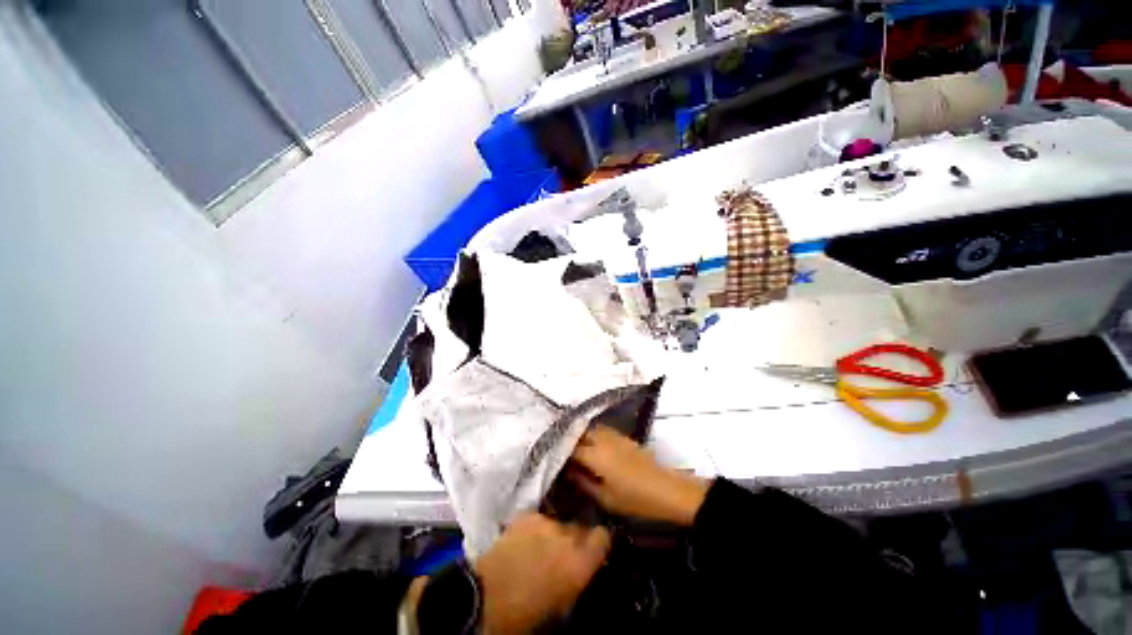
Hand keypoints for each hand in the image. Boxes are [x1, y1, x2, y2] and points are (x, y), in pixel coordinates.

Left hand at [473, 513, 610, 633]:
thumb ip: (577, 578)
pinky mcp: (527, 515)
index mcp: (579, 562)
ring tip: (541, 546)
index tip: (594, 548)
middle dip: (576, 538)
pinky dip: (536, 528)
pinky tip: (525, 540)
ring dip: (555, 533)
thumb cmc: (526, 612)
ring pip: (559, 522)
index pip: (603, 537)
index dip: (599, 542)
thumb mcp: (562, 603)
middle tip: (563, 553)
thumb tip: (583, 567)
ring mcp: (546, 522)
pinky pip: (540, 519)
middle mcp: (567, 536)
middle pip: (581, 528)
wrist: (486, 597)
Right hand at [568, 425, 709, 525]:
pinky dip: (595, 434)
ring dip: (582, 434)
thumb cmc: (634, 499)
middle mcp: (602, 440)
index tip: (553, 458)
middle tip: (562, 450)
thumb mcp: (605, 498)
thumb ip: (584, 482)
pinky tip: (594, 445)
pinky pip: (604, 430)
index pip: (571, 448)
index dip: (561, 452)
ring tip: (575, 446)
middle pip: (580, 432)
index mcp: (595, 455)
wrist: (666, 489)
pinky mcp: (624, 437)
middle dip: (570, 439)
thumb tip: (569, 472)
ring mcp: (615, 436)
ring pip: (592, 428)